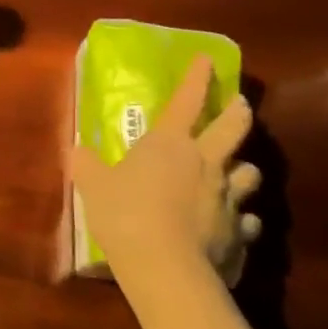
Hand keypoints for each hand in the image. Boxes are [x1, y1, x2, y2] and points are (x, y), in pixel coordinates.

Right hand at [70, 56, 261, 288]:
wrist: (167, 269)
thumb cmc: (126, 215)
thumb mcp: (94, 186)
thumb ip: (87, 165)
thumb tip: (77, 151)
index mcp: (171, 142)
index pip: (188, 99)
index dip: (198, 77)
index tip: (208, 59)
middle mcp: (207, 162)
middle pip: (235, 126)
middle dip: (239, 111)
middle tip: (240, 105)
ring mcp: (228, 198)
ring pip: (250, 172)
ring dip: (244, 168)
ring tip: (238, 172)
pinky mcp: (240, 233)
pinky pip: (248, 220)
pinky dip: (243, 219)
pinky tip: (236, 224)